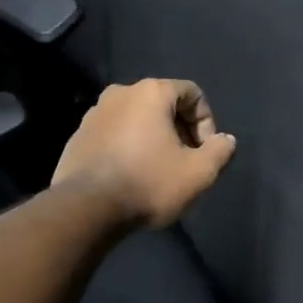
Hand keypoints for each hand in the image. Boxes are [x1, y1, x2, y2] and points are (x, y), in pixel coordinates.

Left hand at [53, 79, 237, 228]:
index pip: (193, 93)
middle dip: (181, 131)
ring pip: (137, 120)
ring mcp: (94, 114)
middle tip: (186, 162)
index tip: (205, 152)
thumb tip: (225, 140)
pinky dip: (130, 148)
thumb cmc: (148, 183)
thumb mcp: (199, 173)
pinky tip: (132, 177)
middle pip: (164, 105)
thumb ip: (220, 151)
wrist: (86, 209)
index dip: (207, 122)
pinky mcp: (78, 136)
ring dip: (154, 140)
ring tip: (159, 171)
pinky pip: (115, 135)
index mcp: (151, 92)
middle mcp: (120, 93)